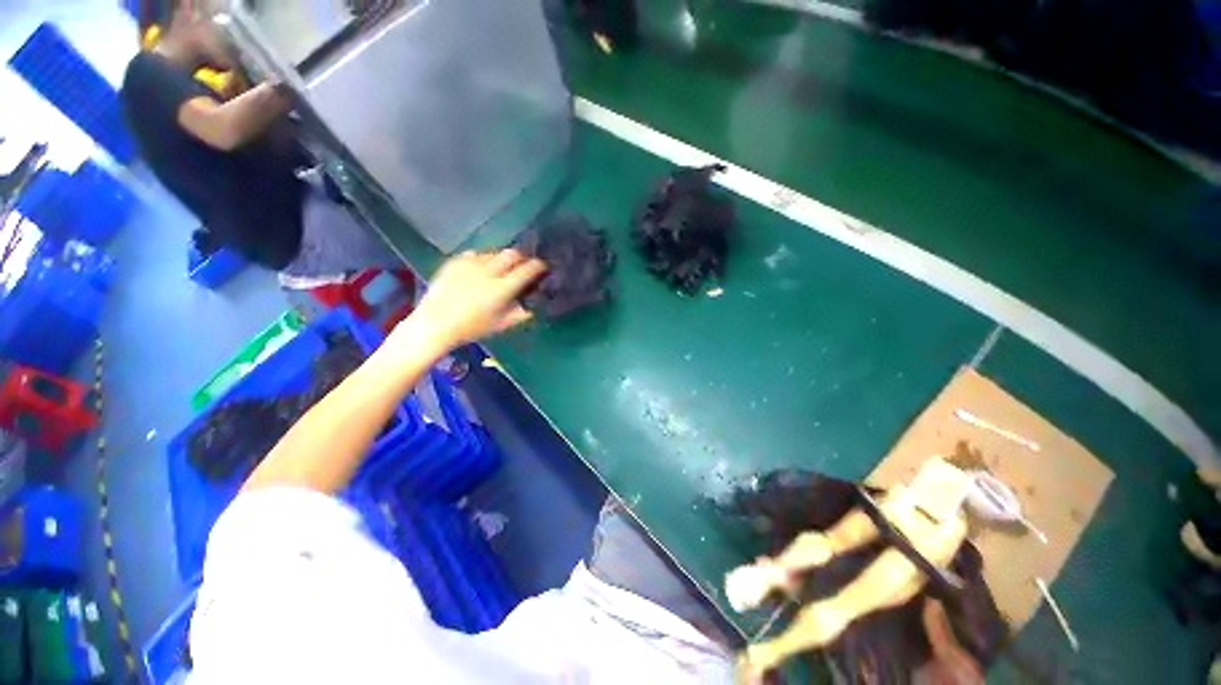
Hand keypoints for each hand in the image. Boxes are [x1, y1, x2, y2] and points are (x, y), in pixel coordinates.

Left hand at [394, 249, 545, 353]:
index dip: (538, 266)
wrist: (435, 324)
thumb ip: (520, 315)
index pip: (527, 270)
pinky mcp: (455, 262)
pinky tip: (481, 269)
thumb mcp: (501, 325)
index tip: (542, 266)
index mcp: (502, 289)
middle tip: (523, 264)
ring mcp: (470, 265)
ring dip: (502, 258)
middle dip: (522, 257)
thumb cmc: (472, 328)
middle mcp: (488, 272)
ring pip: (494, 253)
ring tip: (501, 268)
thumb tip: (533, 307)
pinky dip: (483, 260)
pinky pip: (475, 254)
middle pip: (512, 254)